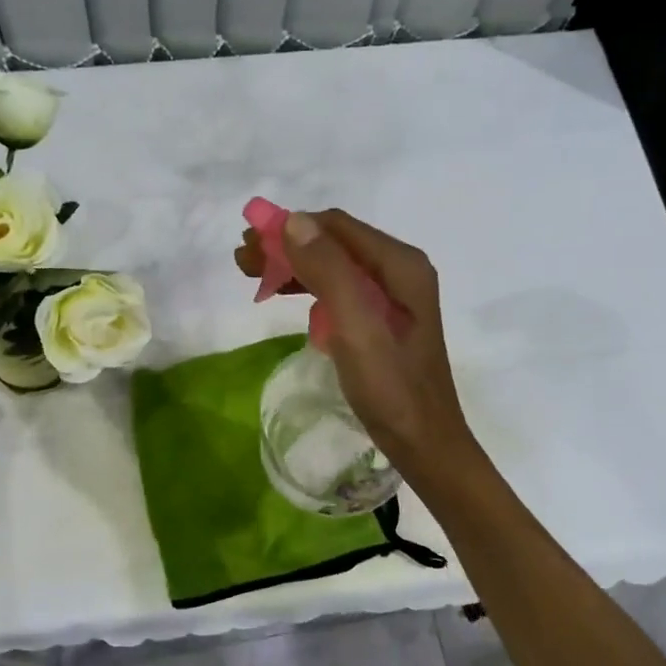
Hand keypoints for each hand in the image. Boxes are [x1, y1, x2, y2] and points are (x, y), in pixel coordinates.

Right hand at [240, 209, 476, 479]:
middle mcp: (398, 270)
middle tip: (242, 262)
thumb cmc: (390, 388)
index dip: (289, 228)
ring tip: (253, 277)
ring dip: (293, 266)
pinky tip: (284, 296)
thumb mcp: (356, 327)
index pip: (336, 226)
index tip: (248, 245)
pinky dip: (307, 287)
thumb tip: (292, 221)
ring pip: (333, 265)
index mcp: (400, 265)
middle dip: (286, 246)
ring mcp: (391, 295)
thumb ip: (328, 271)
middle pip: (333, 243)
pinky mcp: (381, 318)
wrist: (423, 444)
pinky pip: (338, 289)